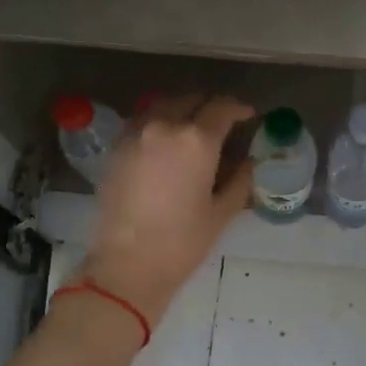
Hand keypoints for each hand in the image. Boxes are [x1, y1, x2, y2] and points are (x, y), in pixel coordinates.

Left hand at [80, 94, 254, 323]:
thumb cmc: (182, 242)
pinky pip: (142, 121)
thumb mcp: (222, 212)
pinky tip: (165, 142)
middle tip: (223, 122)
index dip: (239, 108)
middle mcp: (165, 126)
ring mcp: (136, 134)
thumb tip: (249, 162)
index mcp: (197, 140)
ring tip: (193, 128)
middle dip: (210, 106)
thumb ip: (240, 180)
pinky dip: (159, 122)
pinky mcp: (116, 148)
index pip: (222, 108)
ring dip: (183, 110)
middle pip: (192, 99)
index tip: (248, 115)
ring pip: (164, 105)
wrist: (127, 265)